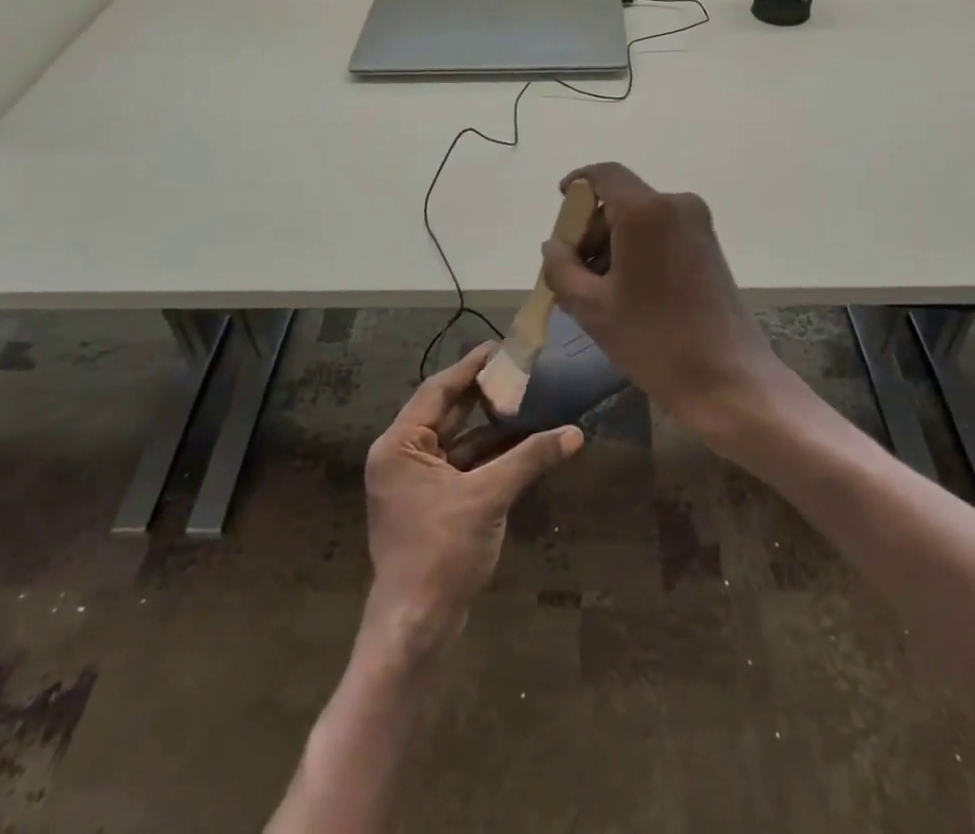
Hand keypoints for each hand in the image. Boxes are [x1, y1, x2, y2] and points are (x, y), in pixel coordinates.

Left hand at [364, 343, 581, 647]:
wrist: (416, 628)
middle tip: (519, 369)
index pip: (437, 391)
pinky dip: (490, 455)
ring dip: (491, 426)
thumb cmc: (441, 552)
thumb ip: (529, 459)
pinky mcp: (432, 504)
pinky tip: (523, 443)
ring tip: (528, 399)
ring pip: (458, 441)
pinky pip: (463, 466)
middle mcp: (402, 456)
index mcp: (399, 445)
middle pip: (447, 413)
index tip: (499, 347)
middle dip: (483, 393)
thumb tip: (575, 434)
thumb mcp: (488, 498)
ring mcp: (416, 482)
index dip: (470, 368)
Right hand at [539, 163, 785, 445]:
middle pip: (621, 199)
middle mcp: (676, 205)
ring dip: (614, 242)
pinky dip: (638, 249)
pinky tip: (627, 291)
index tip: (560, 203)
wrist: (727, 378)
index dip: (578, 183)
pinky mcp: (709, 246)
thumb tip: (553, 246)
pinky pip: (662, 232)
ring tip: (598, 289)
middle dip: (592, 227)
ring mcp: (698, 225)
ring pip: (641, 218)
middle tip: (573, 269)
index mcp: (645, 211)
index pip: (604, 174)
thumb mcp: (591, 307)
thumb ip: (561, 268)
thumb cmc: (653, 340)